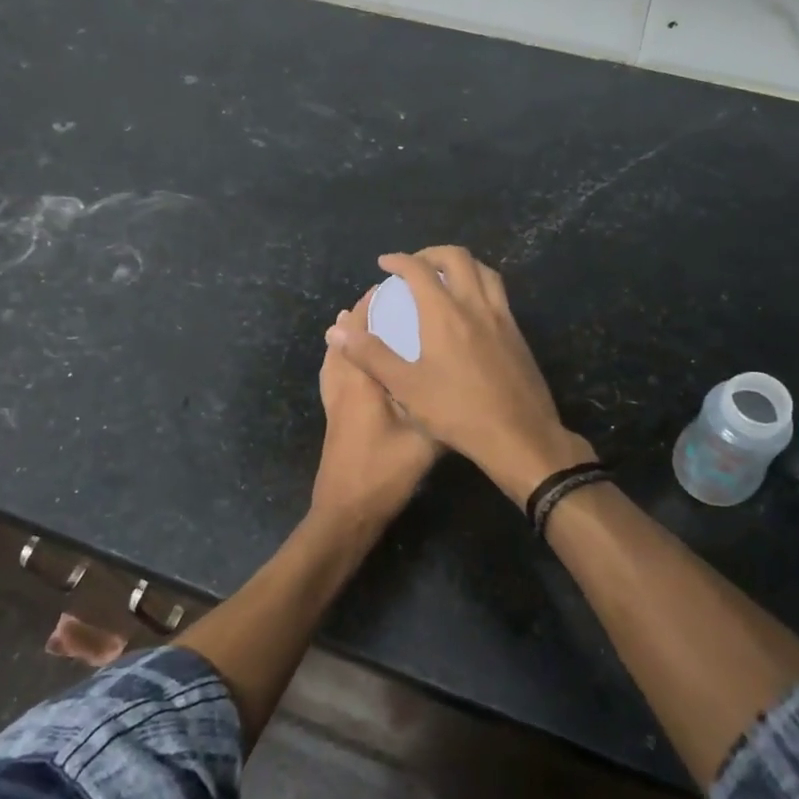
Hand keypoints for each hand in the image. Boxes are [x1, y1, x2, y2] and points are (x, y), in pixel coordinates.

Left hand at [310, 298, 443, 531]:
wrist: (346, 512)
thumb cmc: (384, 473)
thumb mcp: (425, 442)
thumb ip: (441, 410)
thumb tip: (465, 386)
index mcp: (362, 383)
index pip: (362, 332)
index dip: (371, 306)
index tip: (391, 286)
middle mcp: (343, 385)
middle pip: (344, 339)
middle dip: (360, 316)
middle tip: (384, 299)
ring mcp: (334, 402)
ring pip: (335, 357)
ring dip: (348, 336)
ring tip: (365, 321)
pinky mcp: (333, 416)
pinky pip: (333, 374)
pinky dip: (341, 358)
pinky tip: (353, 363)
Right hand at [326, 248, 594, 505]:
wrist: (520, 435)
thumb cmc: (458, 412)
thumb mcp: (406, 387)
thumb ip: (371, 355)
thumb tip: (337, 331)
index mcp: (445, 314)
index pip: (420, 270)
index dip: (399, 260)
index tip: (384, 263)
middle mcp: (476, 306)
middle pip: (457, 258)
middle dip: (431, 254)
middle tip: (414, 266)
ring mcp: (502, 318)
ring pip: (484, 271)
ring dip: (461, 264)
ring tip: (444, 277)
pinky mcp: (518, 334)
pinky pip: (498, 293)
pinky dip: (480, 284)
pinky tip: (471, 309)